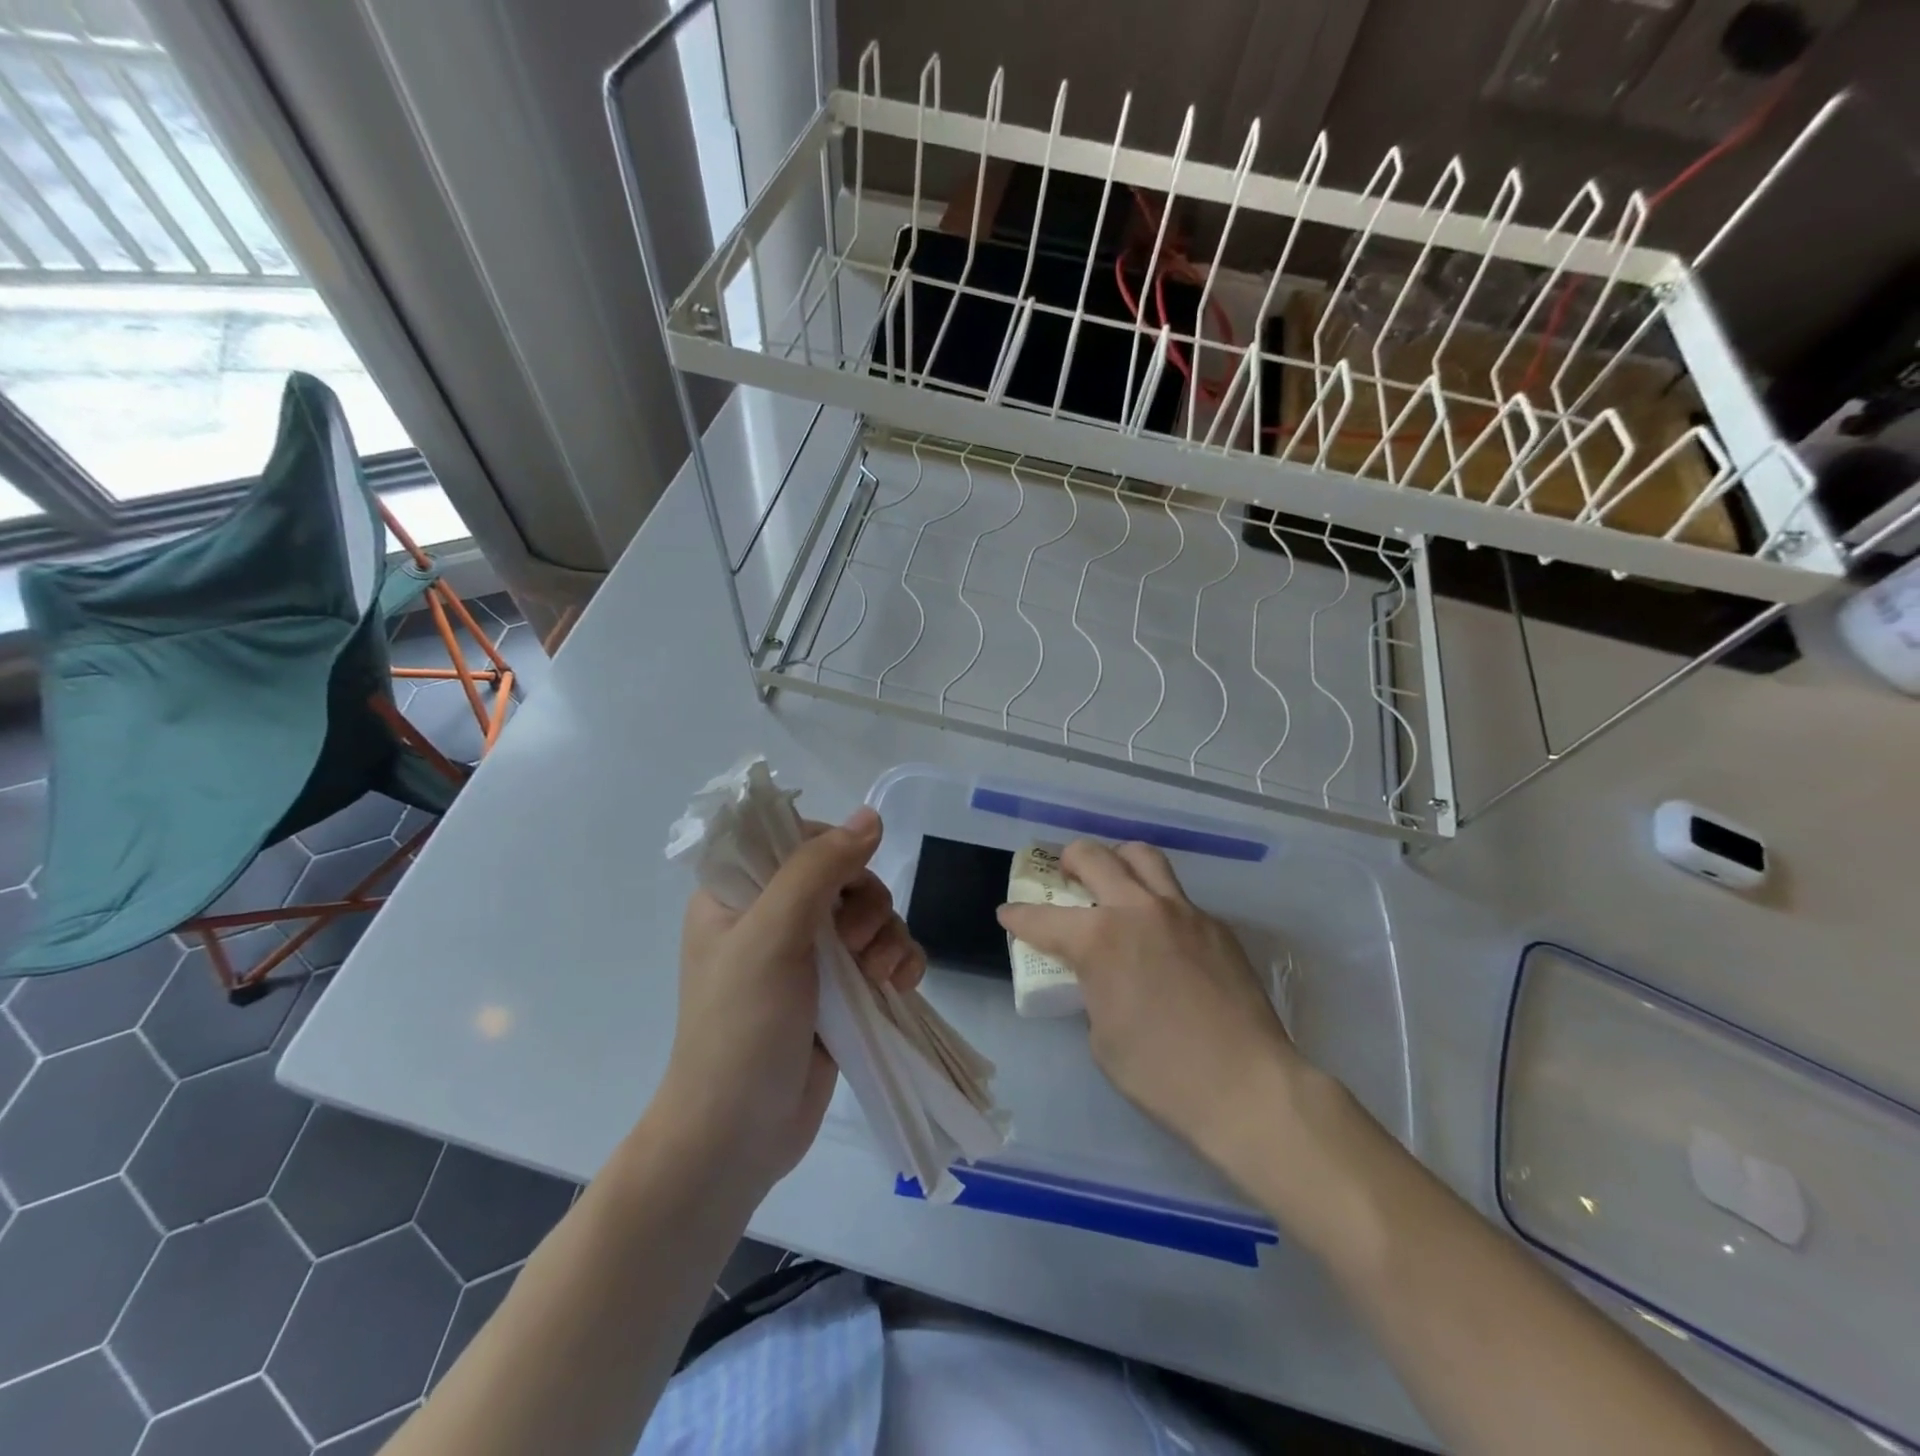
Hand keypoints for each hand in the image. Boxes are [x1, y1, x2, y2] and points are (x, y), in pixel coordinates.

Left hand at [660, 807, 923, 1191]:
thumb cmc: (741, 1027)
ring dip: (888, 936)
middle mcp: (773, 917)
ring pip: (870, 915)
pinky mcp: (839, 992)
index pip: (794, 839)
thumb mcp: (772, 935)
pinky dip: (899, 962)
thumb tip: (870, 816)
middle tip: (854, 946)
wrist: (739, 1136)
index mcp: (737, 894)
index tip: (846, 881)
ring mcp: (809, 957)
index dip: (832, 851)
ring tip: (881, 976)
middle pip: (844, 877)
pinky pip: (883, 955)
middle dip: (865, 906)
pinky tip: (902, 985)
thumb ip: (818, 868)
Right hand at [996, 840, 1298, 1168]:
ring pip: (1143, 858)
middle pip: (1094, 857)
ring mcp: (1183, 912)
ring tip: (1113, 880)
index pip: (1043, 919)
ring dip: (1119, 861)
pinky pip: (1178, 897)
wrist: (1246, 1087)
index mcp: (1100, 939)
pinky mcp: (1216, 926)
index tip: (1008, 914)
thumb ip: (1094, 990)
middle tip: (1064, 874)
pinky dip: (1157, 902)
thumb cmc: (1161, 1072)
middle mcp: (1138, 910)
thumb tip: (1102, 976)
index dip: (1018, 916)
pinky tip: (1161, 934)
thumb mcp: (1102, 1037)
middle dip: (1069, 859)